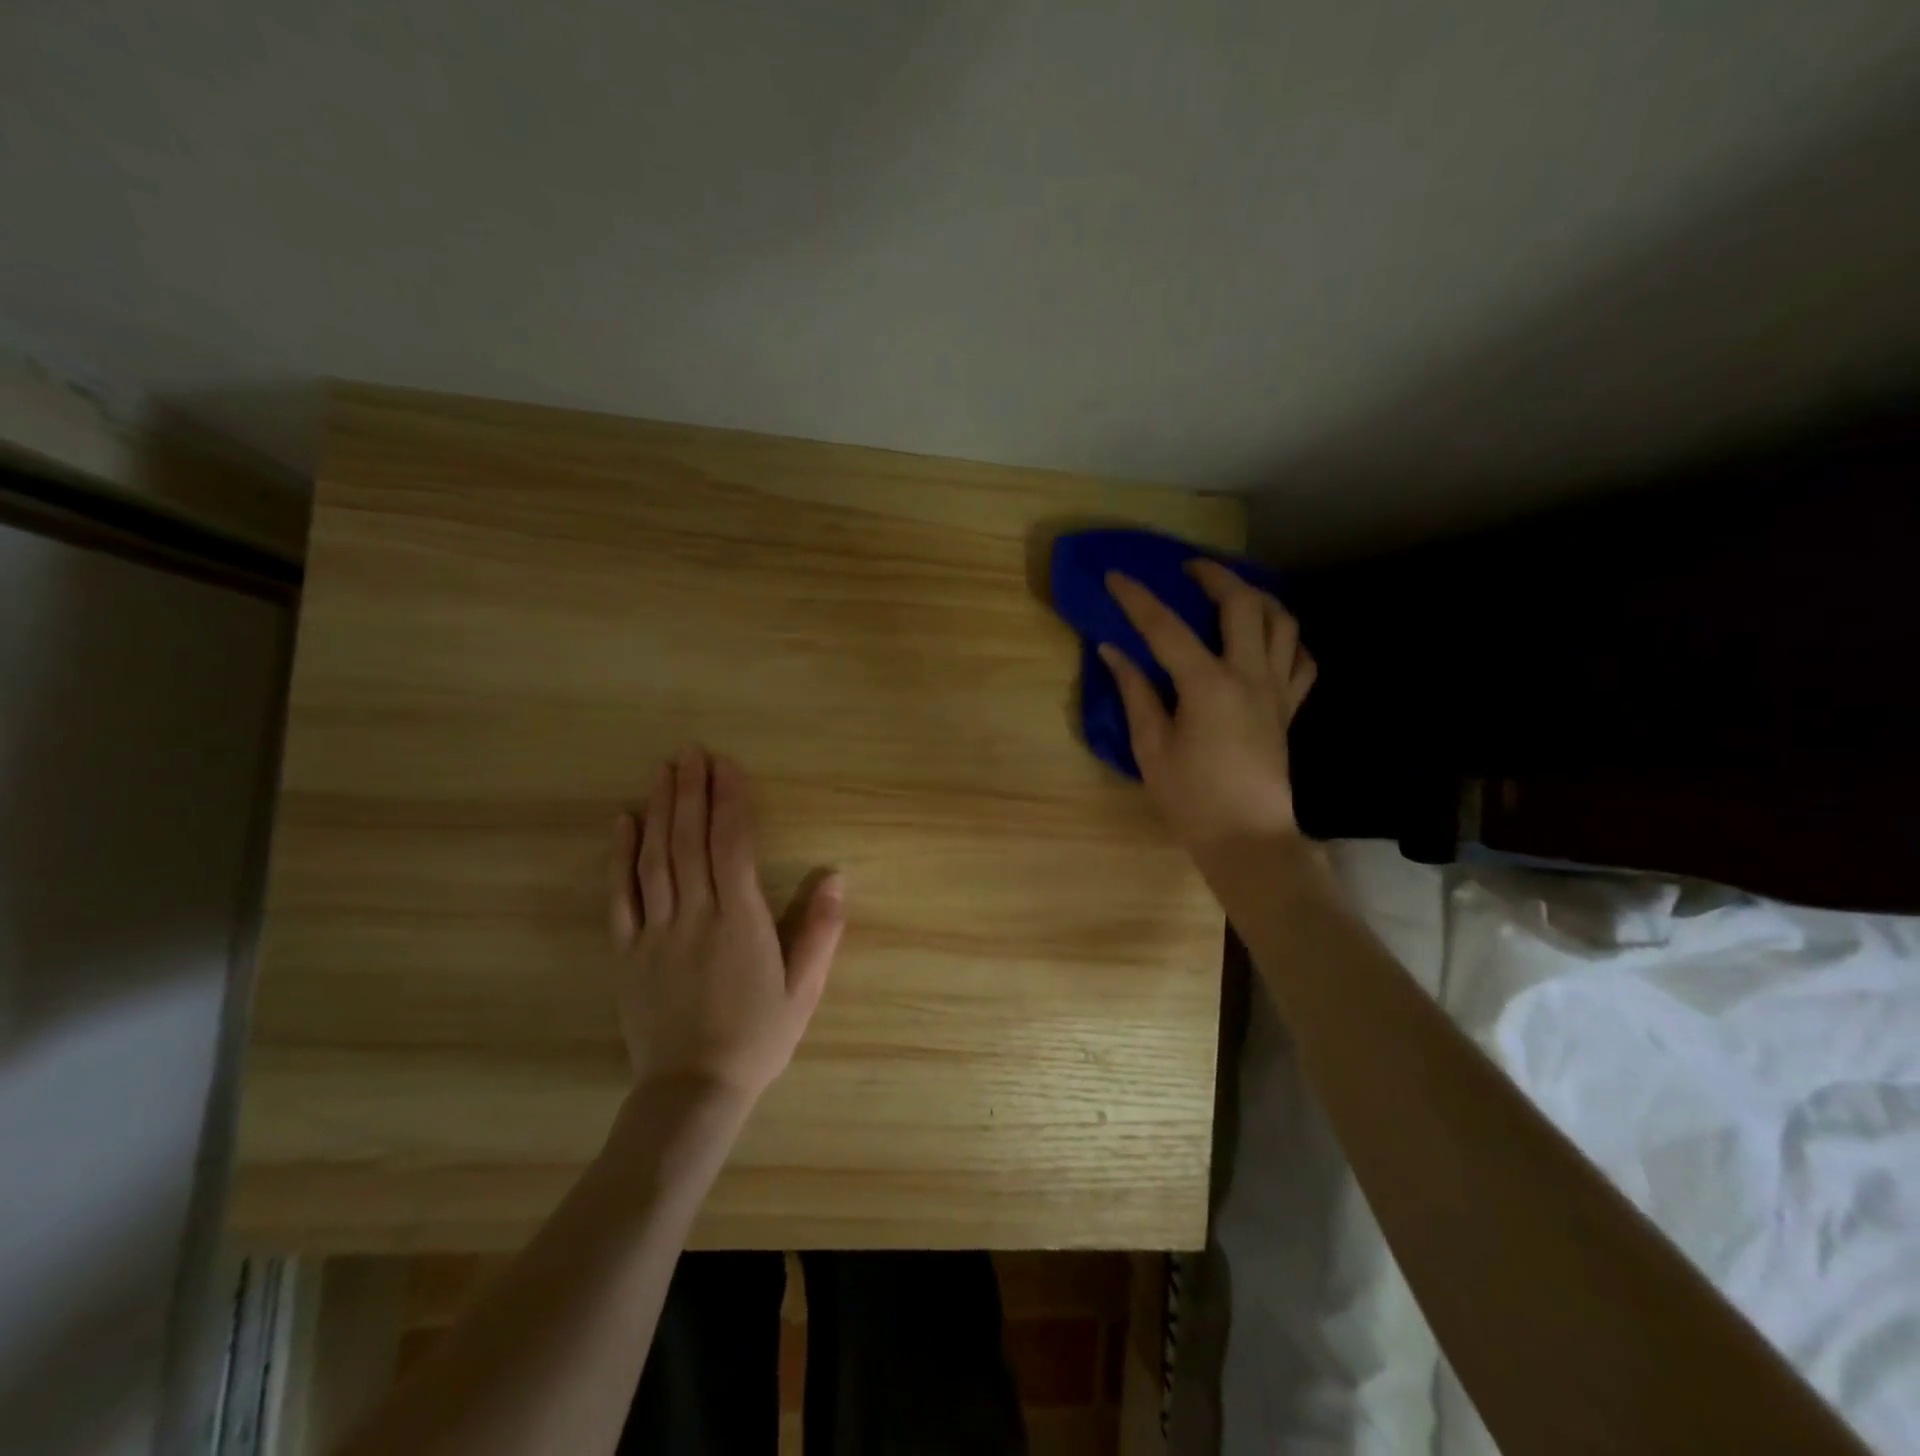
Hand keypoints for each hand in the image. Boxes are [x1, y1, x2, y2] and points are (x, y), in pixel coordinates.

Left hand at [609, 748, 844, 1100]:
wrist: (693, 1090)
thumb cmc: (758, 1037)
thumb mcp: (805, 989)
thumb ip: (821, 930)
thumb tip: (836, 875)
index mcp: (740, 920)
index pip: (733, 845)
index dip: (730, 801)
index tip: (728, 765)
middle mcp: (696, 914)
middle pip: (690, 840)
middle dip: (691, 791)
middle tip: (690, 752)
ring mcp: (656, 931)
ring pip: (656, 858)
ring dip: (659, 810)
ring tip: (663, 772)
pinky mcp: (627, 951)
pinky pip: (621, 895)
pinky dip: (620, 856)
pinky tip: (623, 823)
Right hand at [1100, 560, 1316, 865]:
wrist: (1248, 838)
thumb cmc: (1192, 798)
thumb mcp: (1151, 747)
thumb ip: (1135, 692)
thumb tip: (1113, 651)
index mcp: (1207, 685)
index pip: (1166, 627)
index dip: (1137, 598)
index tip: (1116, 576)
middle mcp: (1249, 675)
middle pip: (1242, 604)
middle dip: (1214, 576)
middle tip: (1188, 570)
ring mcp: (1277, 689)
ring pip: (1282, 622)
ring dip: (1257, 597)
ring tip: (1231, 594)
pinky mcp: (1291, 708)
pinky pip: (1301, 659)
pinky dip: (1286, 639)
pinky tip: (1267, 641)